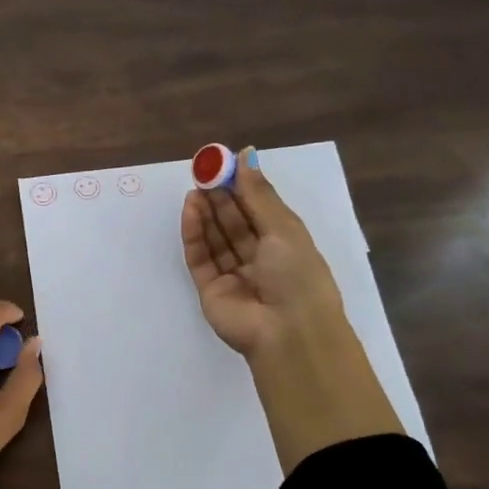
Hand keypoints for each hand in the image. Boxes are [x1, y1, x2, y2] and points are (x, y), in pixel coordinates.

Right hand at [181, 146, 345, 360]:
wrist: (288, 333)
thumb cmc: (298, 276)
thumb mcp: (284, 229)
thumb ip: (259, 194)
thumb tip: (246, 155)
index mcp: (285, 245)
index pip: (258, 210)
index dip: (242, 186)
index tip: (225, 162)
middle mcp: (259, 259)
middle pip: (234, 222)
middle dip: (220, 196)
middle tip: (204, 170)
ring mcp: (233, 275)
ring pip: (215, 238)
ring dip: (206, 211)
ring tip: (195, 186)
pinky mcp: (210, 289)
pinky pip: (200, 257)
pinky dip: (194, 233)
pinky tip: (190, 209)